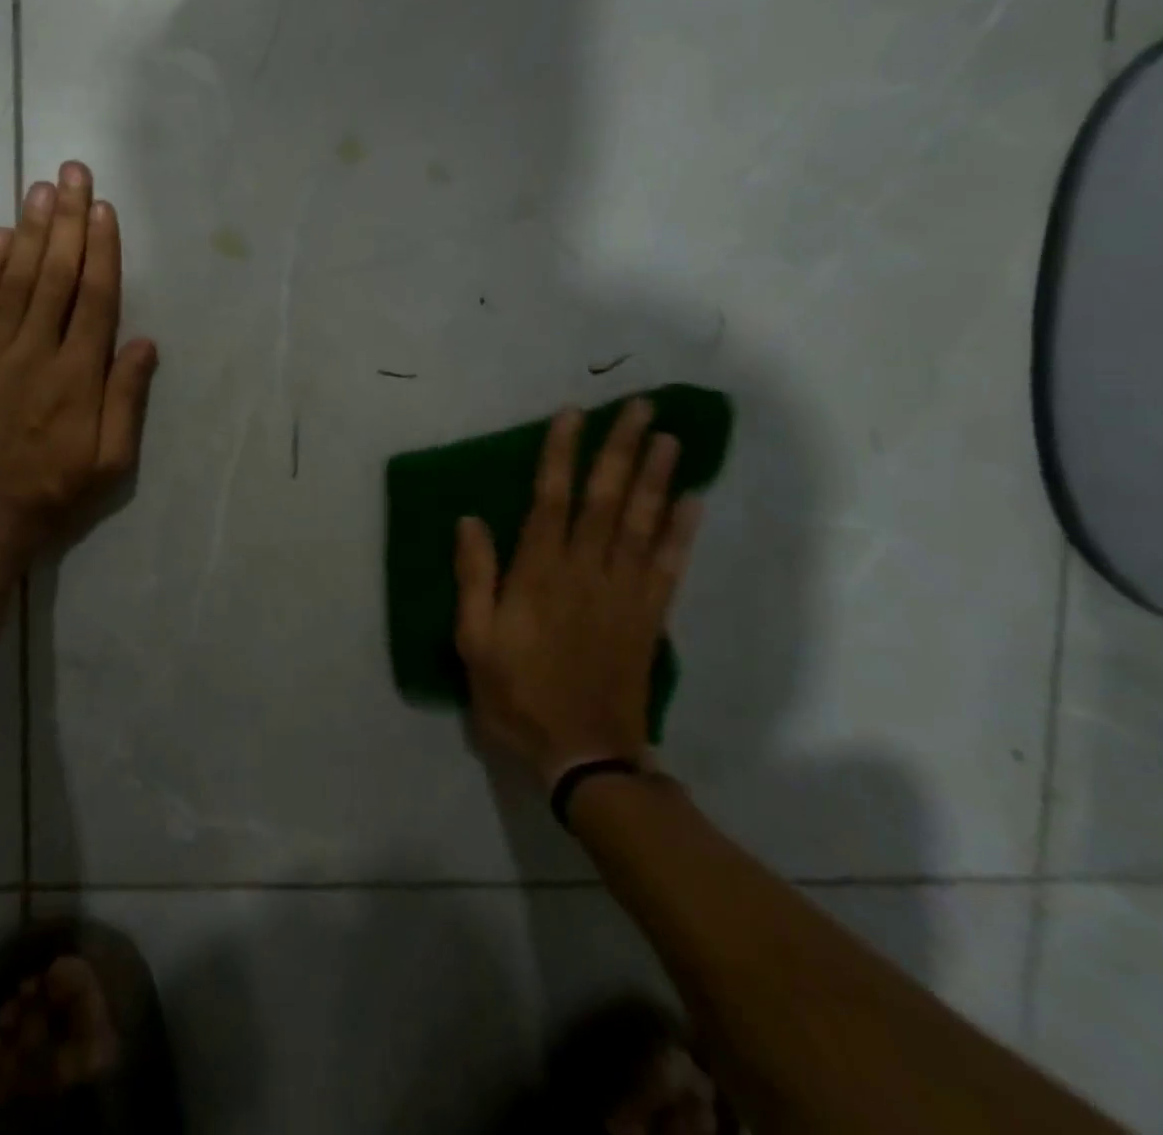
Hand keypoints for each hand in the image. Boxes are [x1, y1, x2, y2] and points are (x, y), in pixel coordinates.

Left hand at [0, 161, 157, 570]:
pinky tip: (1, 236)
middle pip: (56, 276)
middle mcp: (36, 353)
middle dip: (68, 221)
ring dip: (32, 231)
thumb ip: (127, 399)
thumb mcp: (112, 461)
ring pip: (15, 281)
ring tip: (42, 188)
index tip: (104, 209)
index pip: (95, 299)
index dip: (102, 250)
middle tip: (73, 173)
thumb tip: (143, 342)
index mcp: (78, 377)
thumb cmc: (56, 490)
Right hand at [453, 399, 704, 788]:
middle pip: (606, 499)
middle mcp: (585, 572)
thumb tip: (470, 520)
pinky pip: (669, 565)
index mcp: (538, 574)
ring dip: (656, 477)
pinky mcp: (649, 616)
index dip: (561, 455)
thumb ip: (474, 578)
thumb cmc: (518, 695)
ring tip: (668, 437)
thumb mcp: (474, 641)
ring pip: (641, 522)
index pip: (550, 500)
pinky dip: (682, 531)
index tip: (573, 415)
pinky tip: (692, 501)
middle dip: (621, 449)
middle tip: (640, 407)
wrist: (584, 755)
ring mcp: (624, 593)